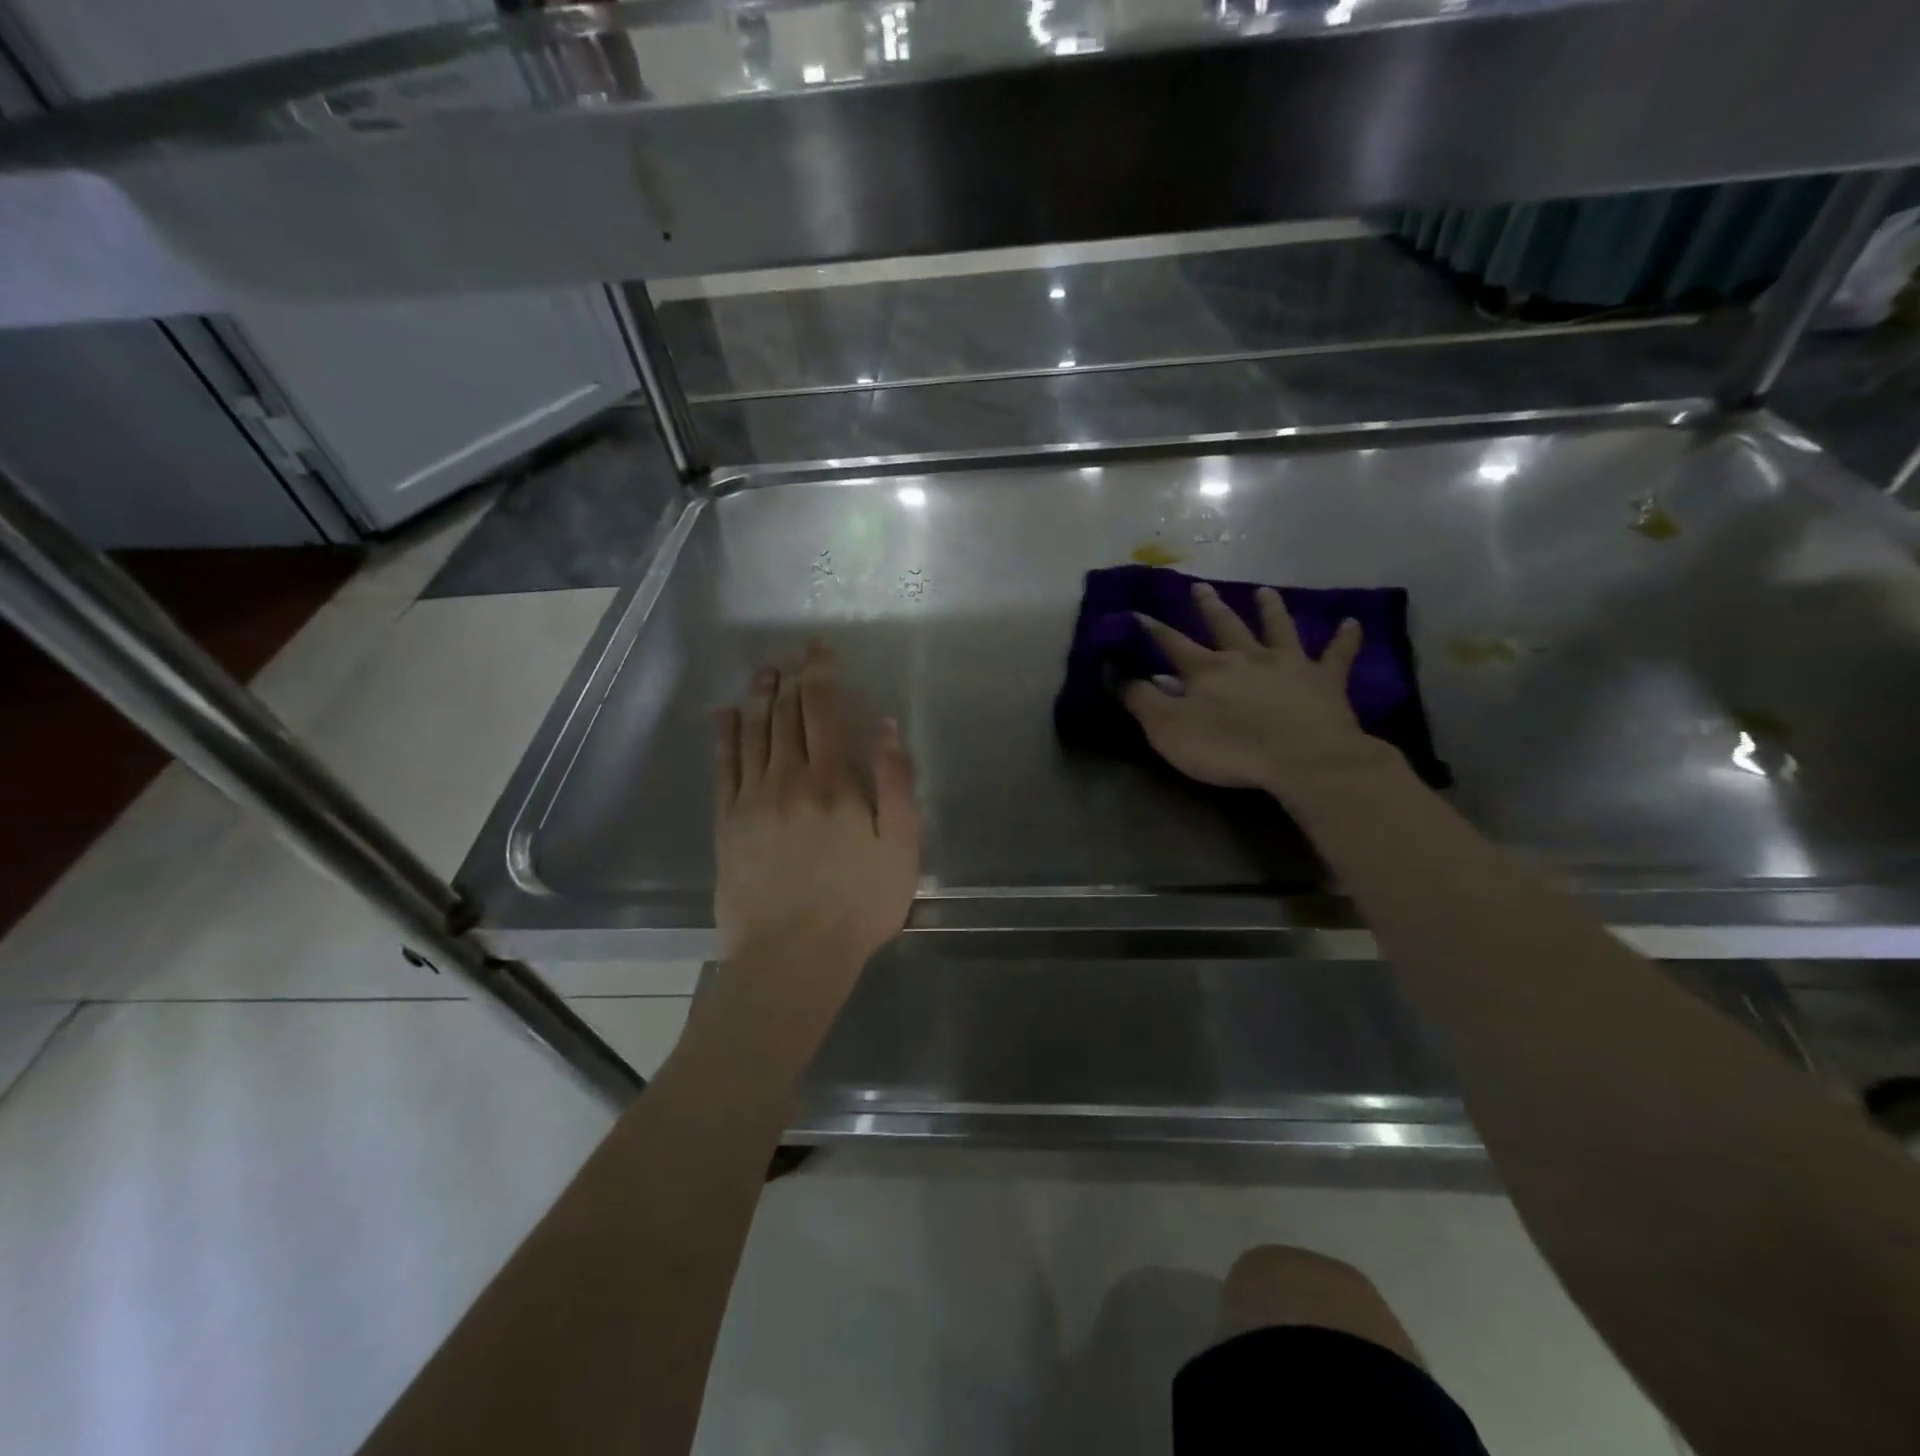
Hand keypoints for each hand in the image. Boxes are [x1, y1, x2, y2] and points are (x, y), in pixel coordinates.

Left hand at [713, 643, 921, 971]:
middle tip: (792, 655)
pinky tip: (726, 716)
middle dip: (790, 679)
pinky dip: (725, 736)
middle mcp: (787, 779)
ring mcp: (751, 800)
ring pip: (753, 734)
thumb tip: (885, 728)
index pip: (822, 710)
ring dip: (758, 698)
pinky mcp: (727, 824)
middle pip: (785, 715)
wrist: (791, 956)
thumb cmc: (858, 904)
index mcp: (831, 781)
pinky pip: (723, 767)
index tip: (820, 649)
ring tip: (762, 673)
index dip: (820, 673)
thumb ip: (895, 783)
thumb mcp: (901, 846)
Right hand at [1124, 581, 1399, 802]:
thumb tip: (1114, 671)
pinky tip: (1353, 622)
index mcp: (1206, 670)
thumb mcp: (1168, 729)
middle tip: (1200, 586)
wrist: (1302, 759)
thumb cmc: (1229, 748)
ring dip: (1270, 609)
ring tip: (1265, 591)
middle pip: (1224, 625)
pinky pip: (1337, 655)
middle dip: (1208, 606)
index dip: (1152, 629)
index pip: (1171, 644)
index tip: (1136, 613)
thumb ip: (1140, 700)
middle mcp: (1245, 657)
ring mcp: (1288, 664)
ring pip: (1277, 628)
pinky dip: (1345, 639)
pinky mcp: (1324, 681)